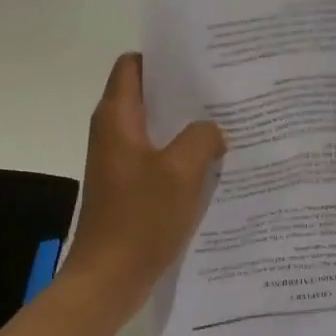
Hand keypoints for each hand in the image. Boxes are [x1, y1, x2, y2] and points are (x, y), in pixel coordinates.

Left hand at [62, 53, 226, 318]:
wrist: (108, 278)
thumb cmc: (140, 218)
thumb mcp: (182, 171)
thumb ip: (202, 138)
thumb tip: (212, 131)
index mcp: (117, 117)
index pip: (133, 65)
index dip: (163, 57)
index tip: (200, 61)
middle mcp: (113, 132)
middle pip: (148, 95)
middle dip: (184, 92)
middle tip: (225, 90)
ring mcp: (119, 162)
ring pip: (156, 129)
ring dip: (186, 127)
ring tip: (227, 124)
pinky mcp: (128, 188)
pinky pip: (157, 159)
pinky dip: (181, 156)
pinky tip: (213, 164)